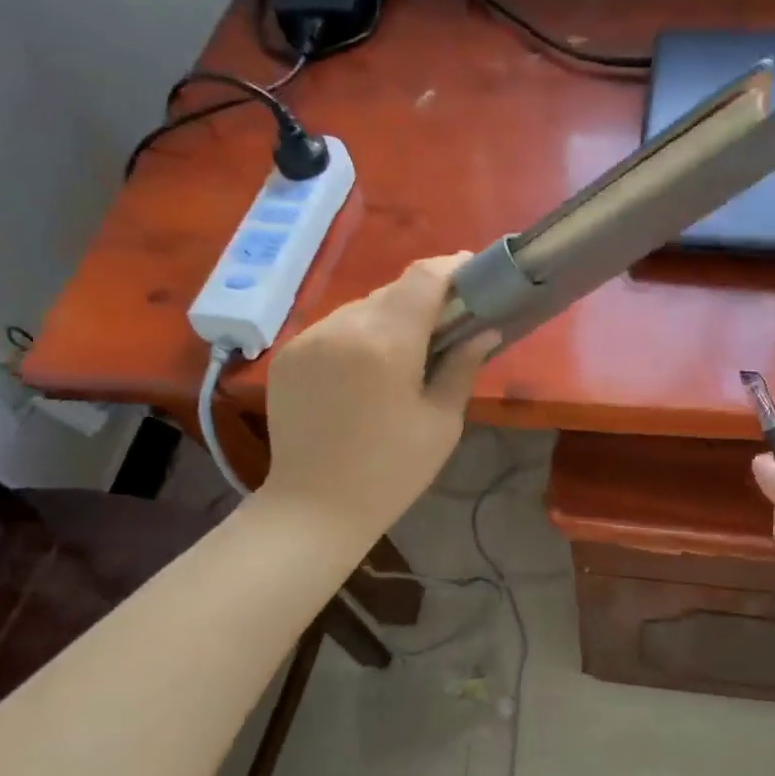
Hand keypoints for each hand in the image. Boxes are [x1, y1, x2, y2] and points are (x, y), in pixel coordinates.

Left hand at [263, 255, 497, 541]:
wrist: (314, 507)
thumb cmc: (392, 471)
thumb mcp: (442, 421)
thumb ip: (462, 365)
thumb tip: (485, 329)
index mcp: (388, 342)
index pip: (424, 278)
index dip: (451, 268)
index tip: (471, 272)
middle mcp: (344, 327)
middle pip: (392, 291)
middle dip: (422, 299)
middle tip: (445, 323)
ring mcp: (309, 338)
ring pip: (361, 308)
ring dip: (388, 318)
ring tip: (403, 353)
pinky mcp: (288, 354)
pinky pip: (333, 328)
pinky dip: (356, 336)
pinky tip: (365, 369)